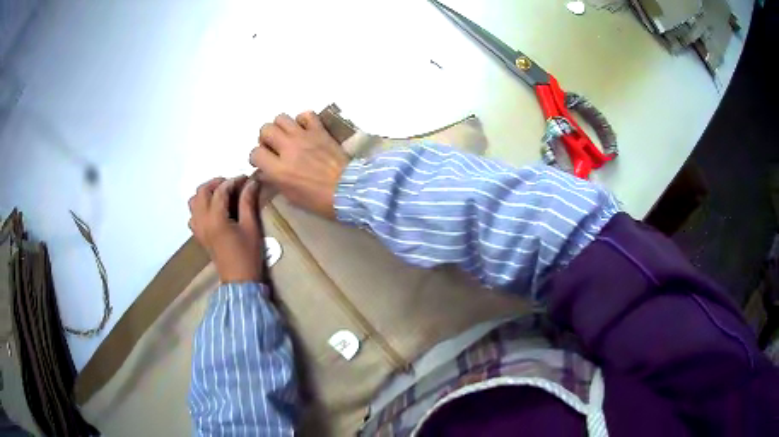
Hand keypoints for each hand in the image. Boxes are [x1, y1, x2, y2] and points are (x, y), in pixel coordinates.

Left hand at [188, 176, 263, 282]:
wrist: (239, 280)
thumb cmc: (248, 255)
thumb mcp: (251, 227)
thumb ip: (248, 202)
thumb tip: (251, 183)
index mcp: (215, 219)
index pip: (220, 190)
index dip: (234, 181)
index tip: (246, 178)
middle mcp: (202, 221)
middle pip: (201, 191)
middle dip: (216, 183)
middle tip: (232, 184)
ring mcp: (198, 229)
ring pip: (193, 202)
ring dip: (205, 193)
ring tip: (220, 195)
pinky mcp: (199, 236)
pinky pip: (192, 215)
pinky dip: (200, 207)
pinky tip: (212, 211)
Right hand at [249, 112, 348, 219]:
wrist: (348, 190)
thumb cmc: (319, 200)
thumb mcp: (291, 197)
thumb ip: (275, 181)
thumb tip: (264, 173)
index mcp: (279, 169)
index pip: (255, 153)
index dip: (257, 158)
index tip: (263, 163)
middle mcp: (288, 148)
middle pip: (265, 130)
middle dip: (266, 139)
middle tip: (274, 148)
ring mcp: (304, 137)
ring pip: (281, 118)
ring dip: (281, 127)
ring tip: (288, 137)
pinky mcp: (319, 130)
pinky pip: (306, 114)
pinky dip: (303, 120)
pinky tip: (305, 130)